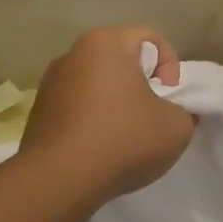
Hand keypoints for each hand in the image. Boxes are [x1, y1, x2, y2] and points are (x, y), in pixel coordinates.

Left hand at [22, 27, 194, 200]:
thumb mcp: (178, 126)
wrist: (58, 182)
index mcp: (106, 44)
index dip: (170, 67)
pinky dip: (94, 120)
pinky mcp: (38, 113)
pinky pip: (78, 107)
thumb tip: (175, 112)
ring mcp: (50, 84)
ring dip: (117, 103)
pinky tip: (101, 149)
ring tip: (127, 137)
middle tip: (154, 116)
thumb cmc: (124, 139)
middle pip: (122, 61)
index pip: (151, 39)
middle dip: (142, 85)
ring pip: (98, 85)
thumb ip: (184, 110)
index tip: (170, 99)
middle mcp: (73, 54)